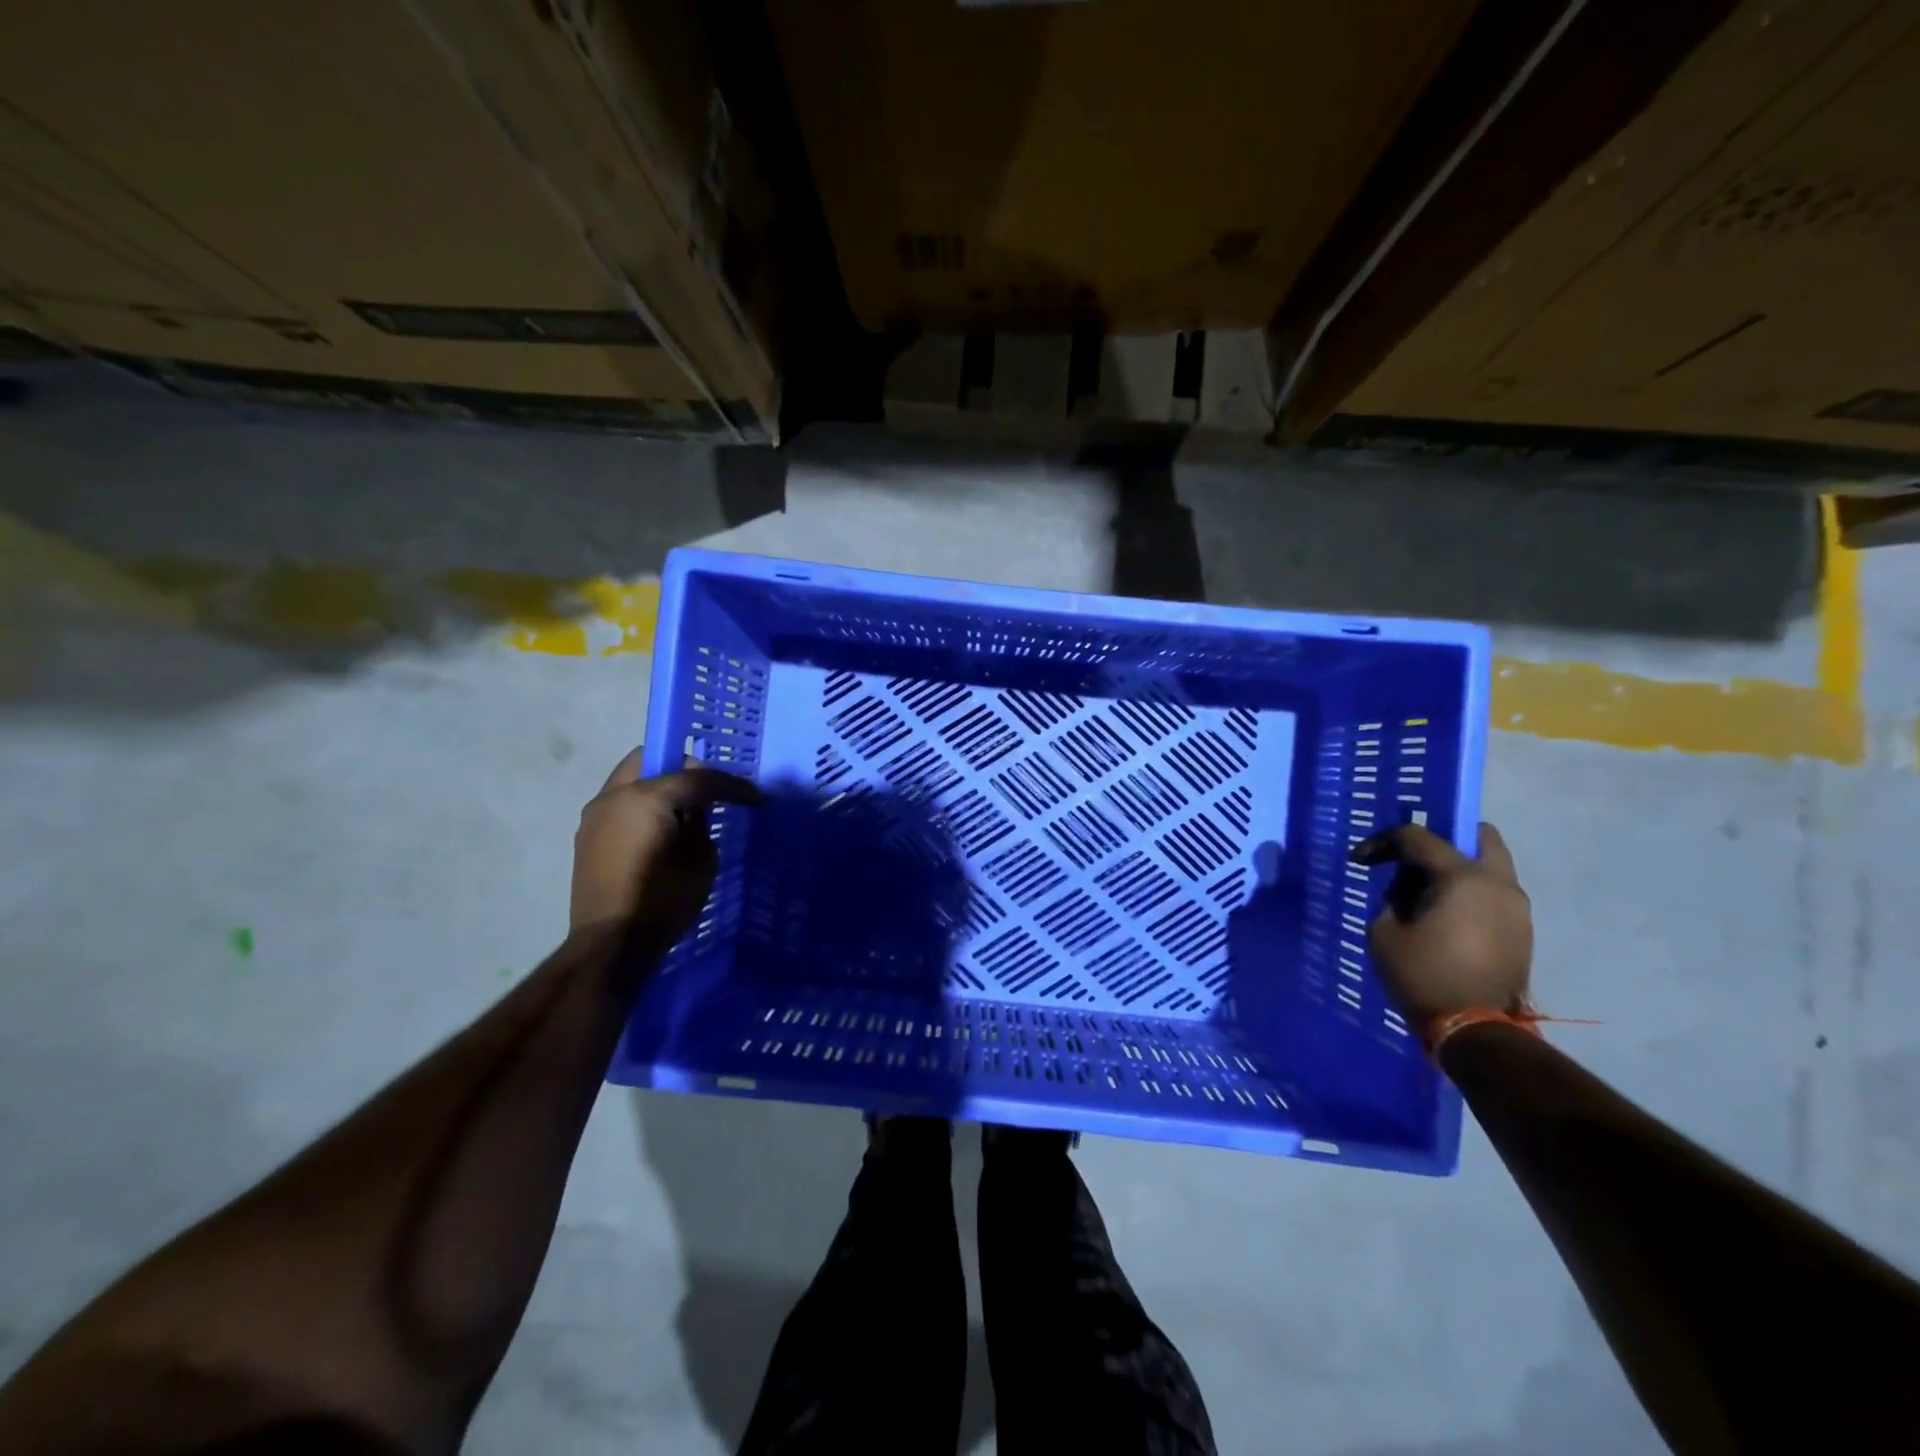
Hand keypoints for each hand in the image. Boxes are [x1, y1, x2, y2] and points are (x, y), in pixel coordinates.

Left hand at [570, 748, 760, 941]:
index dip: (731, 785)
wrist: (610, 945)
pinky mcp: (587, 835)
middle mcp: (615, 796)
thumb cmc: (663, 902)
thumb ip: (700, 824)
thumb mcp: (701, 861)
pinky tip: (660, 830)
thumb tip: (694, 811)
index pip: (697, 776)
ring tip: (684, 813)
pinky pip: (622, 804)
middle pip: (653, 760)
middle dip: (685, 769)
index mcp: (646, 797)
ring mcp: (595, 814)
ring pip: (633, 780)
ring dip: (660, 786)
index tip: (755, 797)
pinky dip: (644, 806)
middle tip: (709, 792)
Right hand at [1351, 822, 1531, 1024]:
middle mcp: (1498, 884)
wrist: (1475, 1030)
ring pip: (1490, 866)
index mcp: (1462, 878)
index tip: (1360, 860)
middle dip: (1443, 839)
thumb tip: (1408, 890)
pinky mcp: (1523, 930)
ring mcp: (1517, 908)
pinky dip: (1470, 892)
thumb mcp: (1384, 931)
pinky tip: (1445, 914)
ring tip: (1425, 892)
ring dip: (1458, 869)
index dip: (1383, 842)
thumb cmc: (1422, 975)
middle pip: (1479, 836)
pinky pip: (1494, 893)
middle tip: (1412, 859)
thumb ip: (1393, 897)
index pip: (1418, 837)